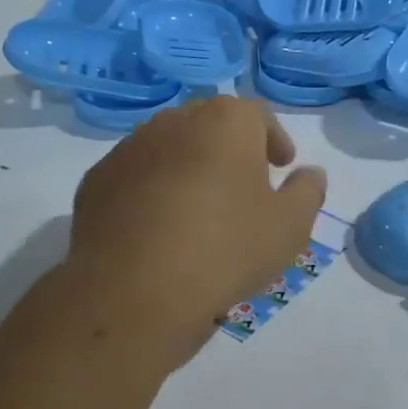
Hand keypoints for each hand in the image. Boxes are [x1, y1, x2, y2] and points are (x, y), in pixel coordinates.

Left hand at [58, 96, 327, 372]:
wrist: (133, 293)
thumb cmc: (225, 250)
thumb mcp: (289, 227)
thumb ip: (307, 192)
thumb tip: (310, 173)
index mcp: (226, 121)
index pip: (258, 116)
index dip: (274, 140)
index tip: (281, 167)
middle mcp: (175, 120)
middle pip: (212, 126)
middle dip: (231, 151)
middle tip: (244, 188)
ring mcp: (130, 148)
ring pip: (171, 148)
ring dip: (189, 168)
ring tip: (199, 211)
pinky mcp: (97, 180)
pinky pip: (136, 176)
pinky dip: (152, 191)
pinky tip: (159, 229)